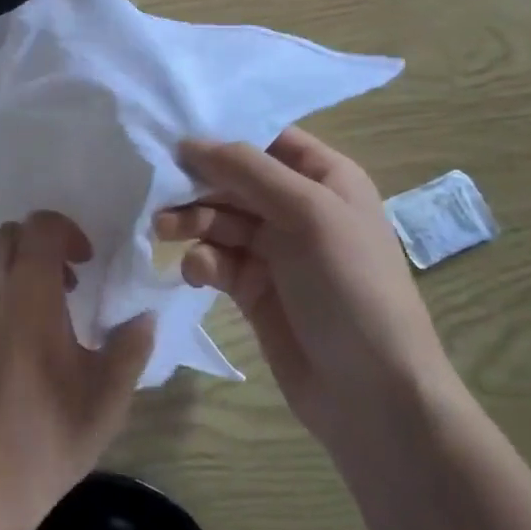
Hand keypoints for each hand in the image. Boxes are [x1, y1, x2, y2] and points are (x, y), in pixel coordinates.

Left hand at [0, 211, 154, 529]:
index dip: (67, 231)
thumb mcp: (106, 398)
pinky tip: (17, 337)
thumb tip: (144, 317)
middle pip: (10, 234)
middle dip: (42, 245)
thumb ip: (129, 347)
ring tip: (44, 308)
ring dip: (17, 266)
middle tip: (69, 282)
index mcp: (28, 294)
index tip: (87, 263)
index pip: (40, 227)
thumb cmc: (46, 437)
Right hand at [155, 128, 454, 442]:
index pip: (266, 138)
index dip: (223, 135)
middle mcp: (298, 207)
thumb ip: (247, 170)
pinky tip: (196, 273)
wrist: (372, 395)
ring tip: (165, 231)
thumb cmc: (350, 287)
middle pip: (234, 179)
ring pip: (218, 218)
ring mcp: (275, 250)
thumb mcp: (307, 214)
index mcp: (325, 178)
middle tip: (159, 192)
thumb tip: (189, 141)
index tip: (175, 135)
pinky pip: (216, 259)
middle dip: (197, 184)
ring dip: (191, 221)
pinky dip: (201, 261)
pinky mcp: (252, 288)